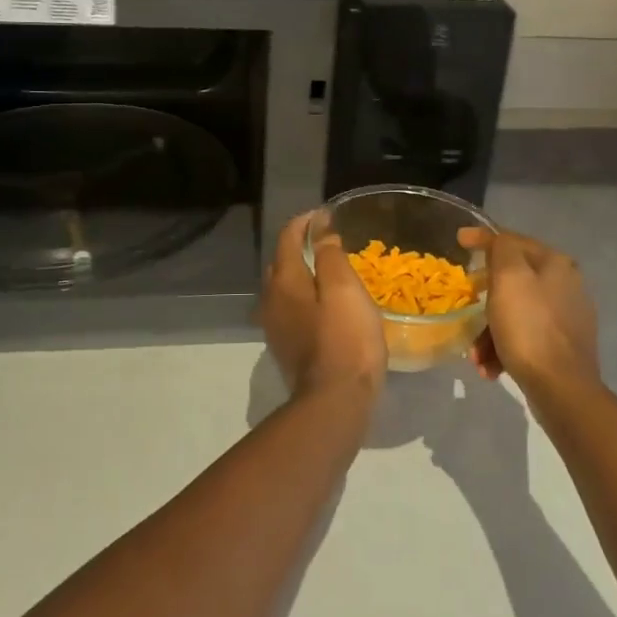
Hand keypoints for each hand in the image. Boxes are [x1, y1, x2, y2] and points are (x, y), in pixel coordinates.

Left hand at [257, 212, 386, 399]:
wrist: (335, 402)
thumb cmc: (345, 339)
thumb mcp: (344, 289)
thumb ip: (330, 256)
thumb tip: (321, 233)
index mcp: (284, 281)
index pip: (288, 238)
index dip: (306, 222)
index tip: (327, 214)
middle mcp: (271, 301)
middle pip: (281, 263)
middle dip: (300, 247)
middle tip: (328, 241)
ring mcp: (276, 327)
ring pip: (284, 289)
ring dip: (302, 274)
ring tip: (328, 271)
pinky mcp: (287, 348)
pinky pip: (292, 310)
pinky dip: (305, 298)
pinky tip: (324, 306)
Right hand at [458, 228, 600, 399]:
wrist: (562, 388)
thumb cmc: (529, 327)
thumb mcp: (509, 278)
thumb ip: (502, 248)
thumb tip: (496, 239)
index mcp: (556, 264)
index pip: (513, 241)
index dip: (484, 238)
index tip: (459, 240)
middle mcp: (567, 285)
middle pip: (513, 281)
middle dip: (485, 297)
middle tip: (466, 305)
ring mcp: (567, 318)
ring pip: (516, 312)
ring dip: (490, 331)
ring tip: (476, 355)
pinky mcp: (564, 347)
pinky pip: (525, 337)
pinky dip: (505, 348)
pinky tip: (492, 367)